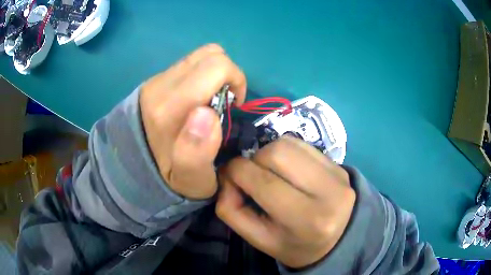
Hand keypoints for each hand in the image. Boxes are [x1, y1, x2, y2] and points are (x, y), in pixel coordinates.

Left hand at [140, 44, 246, 199]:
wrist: (133, 167)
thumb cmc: (170, 178)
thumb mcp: (192, 179)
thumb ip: (199, 151)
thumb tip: (208, 113)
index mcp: (170, 109)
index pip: (216, 66)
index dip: (236, 81)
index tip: (233, 107)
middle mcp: (160, 87)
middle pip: (210, 54)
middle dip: (228, 74)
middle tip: (224, 102)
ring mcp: (155, 80)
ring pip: (198, 56)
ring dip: (214, 74)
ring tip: (211, 99)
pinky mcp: (154, 81)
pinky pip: (187, 64)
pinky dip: (201, 76)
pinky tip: (196, 98)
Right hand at [216, 136, 355, 267]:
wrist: (335, 240)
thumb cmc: (293, 244)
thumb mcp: (257, 239)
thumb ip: (231, 209)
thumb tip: (227, 176)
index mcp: (305, 219)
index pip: (261, 181)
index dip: (235, 172)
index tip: (230, 178)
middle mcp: (327, 192)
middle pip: (276, 153)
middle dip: (254, 160)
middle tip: (255, 178)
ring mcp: (337, 175)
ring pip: (288, 144)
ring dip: (270, 154)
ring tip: (272, 174)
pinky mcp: (339, 165)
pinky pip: (302, 145)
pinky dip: (286, 153)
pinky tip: (289, 171)